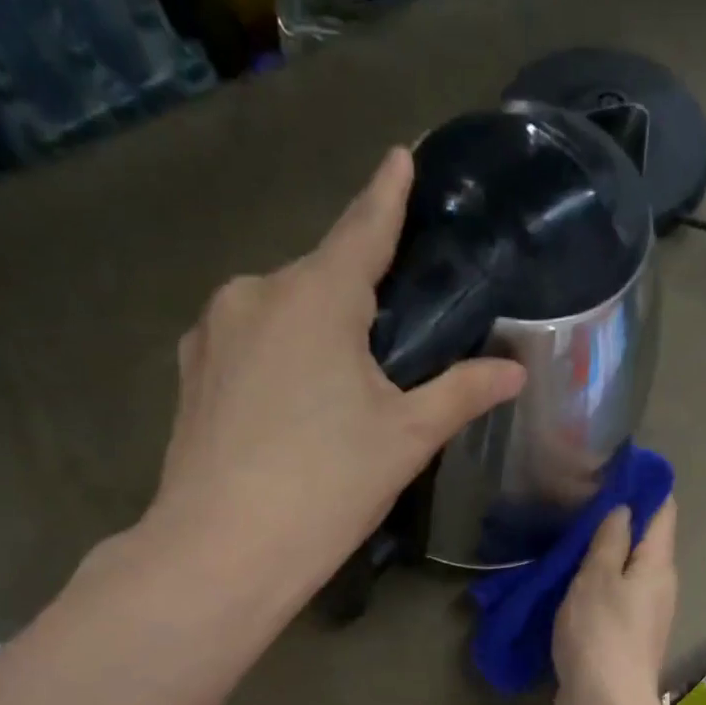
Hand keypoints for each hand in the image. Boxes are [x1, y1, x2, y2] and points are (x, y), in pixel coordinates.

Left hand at [140, 148, 524, 604]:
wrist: (222, 551)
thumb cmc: (327, 485)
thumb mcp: (405, 438)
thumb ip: (461, 392)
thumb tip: (514, 371)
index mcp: (316, 295)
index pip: (364, 227)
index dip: (388, 192)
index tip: (402, 153)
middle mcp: (256, 293)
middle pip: (323, 278)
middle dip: (358, 298)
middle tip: (393, 343)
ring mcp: (213, 332)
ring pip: (283, 312)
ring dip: (317, 332)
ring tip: (341, 391)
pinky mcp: (190, 372)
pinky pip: (250, 343)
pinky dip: (280, 357)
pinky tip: (292, 409)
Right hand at [553, 498, 677, 704]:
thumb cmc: (601, 633)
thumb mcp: (598, 577)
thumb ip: (610, 540)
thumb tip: (624, 509)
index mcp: (658, 565)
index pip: (663, 511)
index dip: (644, 487)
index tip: (614, 470)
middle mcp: (659, 586)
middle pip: (646, 541)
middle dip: (619, 519)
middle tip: (580, 501)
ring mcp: (644, 614)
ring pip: (627, 570)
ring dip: (604, 554)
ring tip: (569, 536)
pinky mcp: (625, 637)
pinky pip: (613, 597)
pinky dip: (596, 583)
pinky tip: (569, 581)